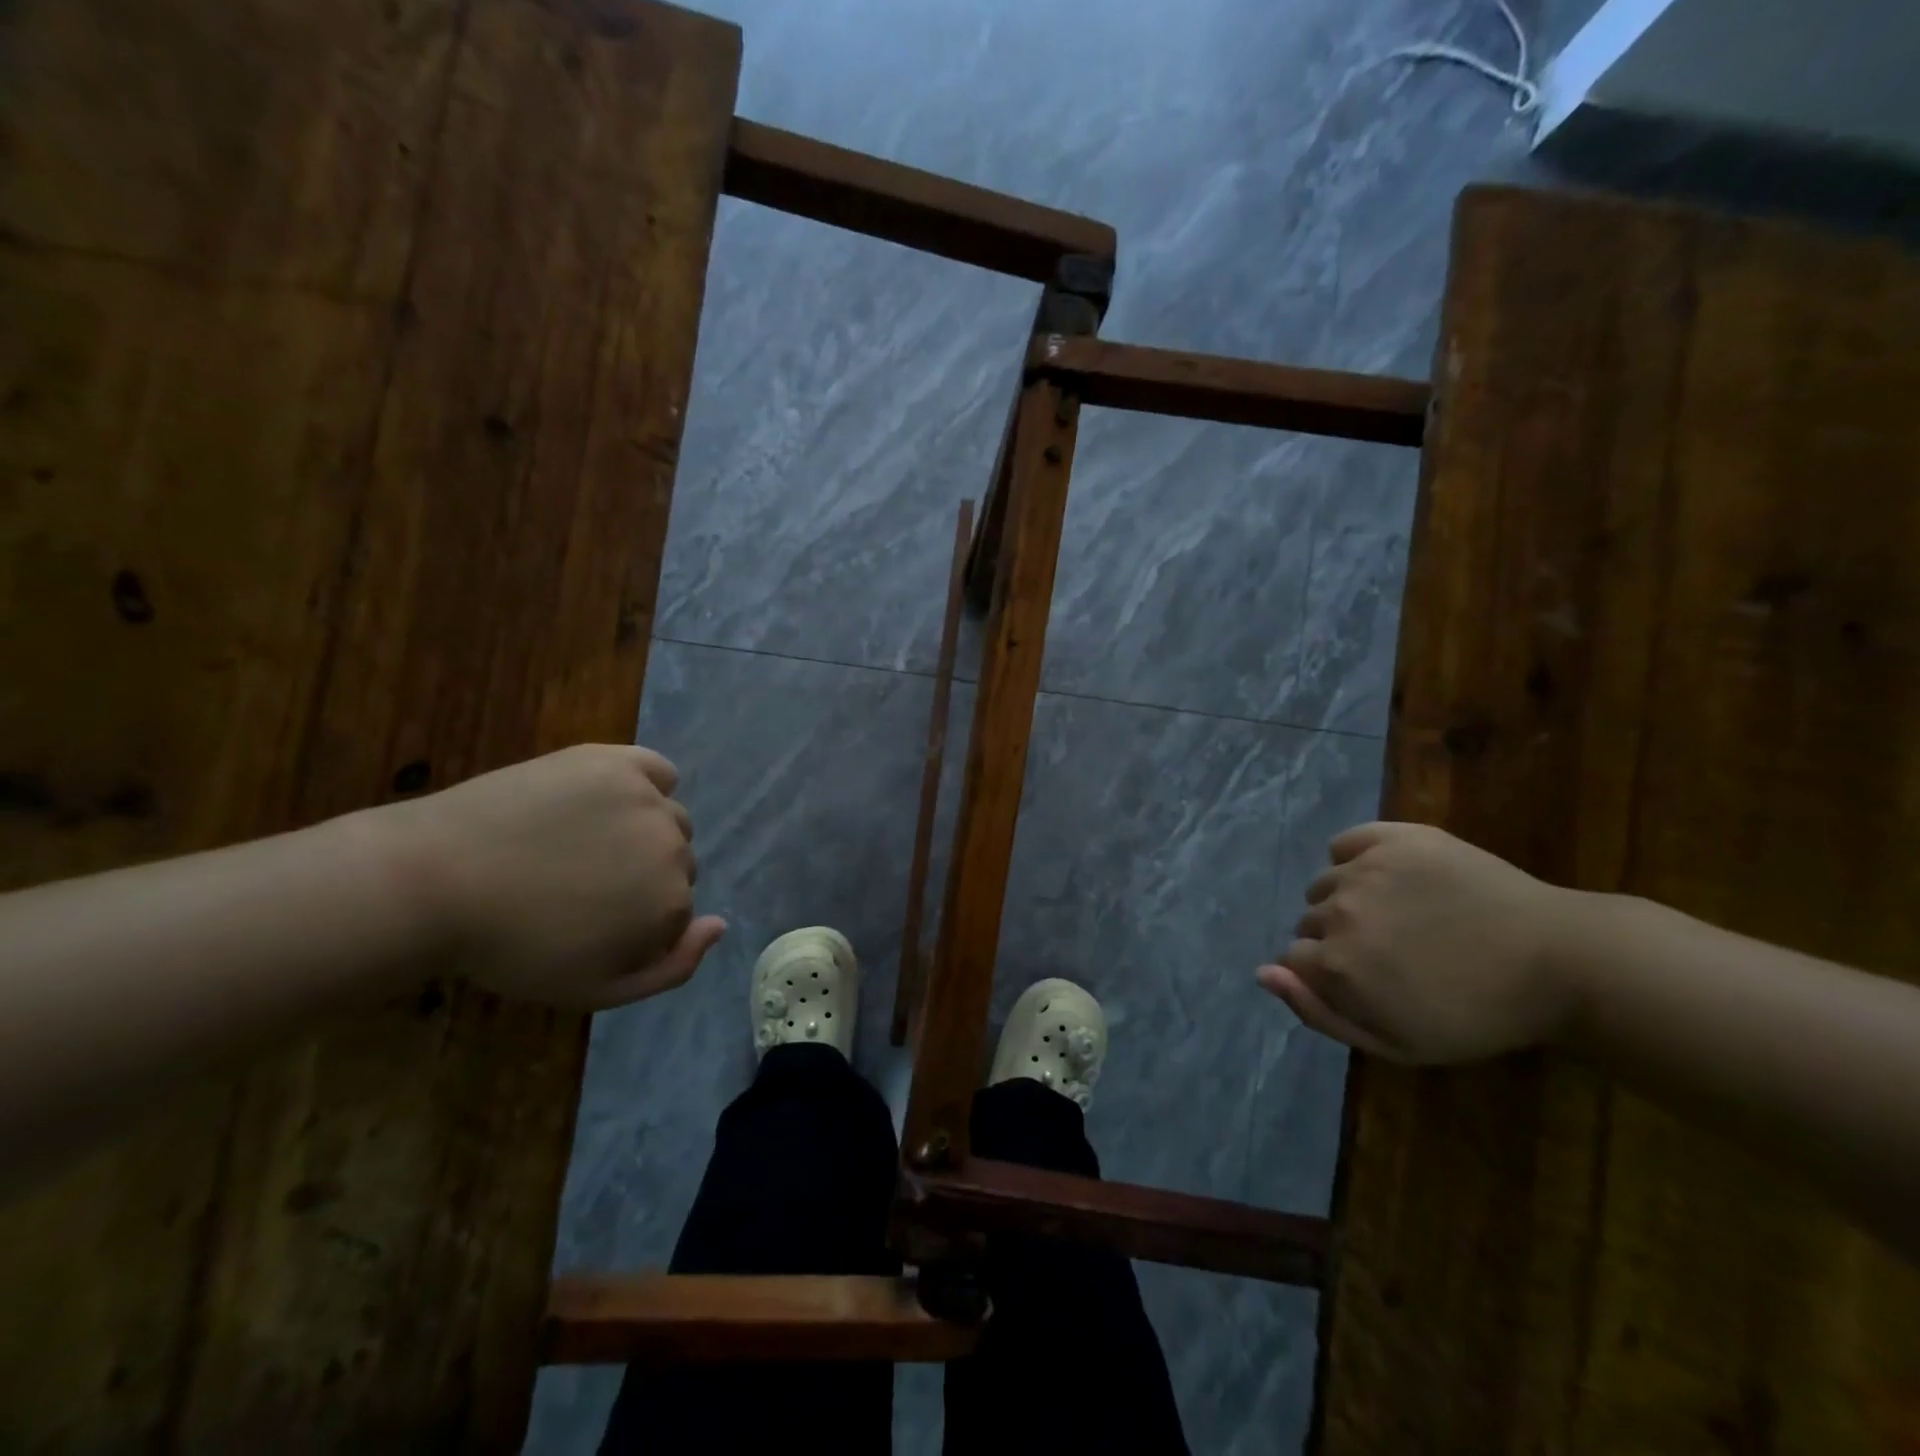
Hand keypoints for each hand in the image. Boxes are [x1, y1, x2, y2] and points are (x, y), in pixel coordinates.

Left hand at [379, 744, 724, 1009]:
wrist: (435, 882)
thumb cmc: (511, 947)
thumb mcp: (594, 989)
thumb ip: (671, 968)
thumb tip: (721, 924)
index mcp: (671, 904)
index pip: (679, 909)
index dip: (639, 920)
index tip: (591, 922)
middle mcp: (674, 848)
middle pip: (679, 861)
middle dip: (643, 874)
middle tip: (580, 882)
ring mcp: (647, 800)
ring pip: (669, 818)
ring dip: (642, 831)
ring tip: (581, 841)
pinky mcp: (618, 762)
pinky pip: (658, 771)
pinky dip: (646, 784)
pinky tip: (608, 798)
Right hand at [1258, 821, 1580, 1063]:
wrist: (1557, 961)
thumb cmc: (1477, 1015)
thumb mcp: (1396, 1043)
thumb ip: (1318, 1012)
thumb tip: (1261, 974)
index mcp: (1336, 963)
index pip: (1293, 960)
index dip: (1323, 975)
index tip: (1364, 983)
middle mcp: (1338, 911)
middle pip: (1308, 922)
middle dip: (1335, 939)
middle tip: (1390, 954)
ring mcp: (1365, 869)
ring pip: (1325, 884)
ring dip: (1346, 900)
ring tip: (1397, 917)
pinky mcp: (1395, 838)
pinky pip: (1346, 842)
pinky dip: (1354, 857)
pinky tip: (1387, 877)